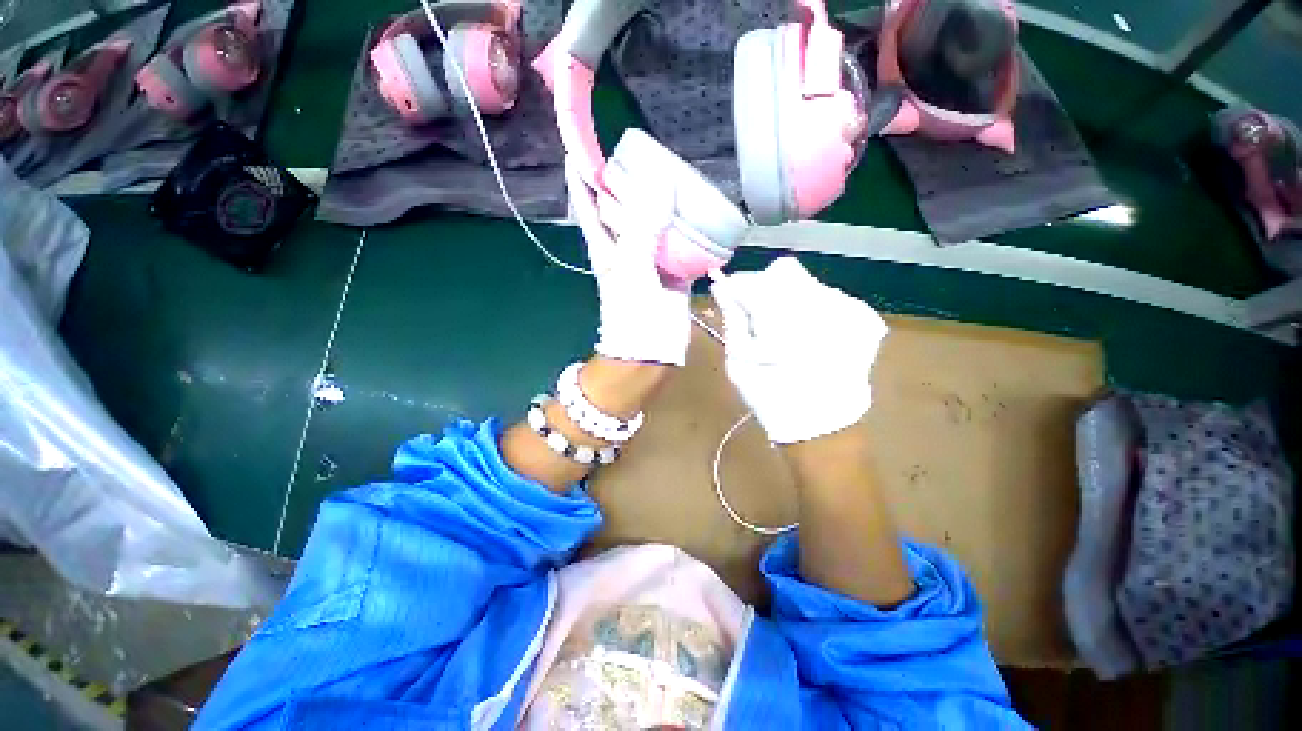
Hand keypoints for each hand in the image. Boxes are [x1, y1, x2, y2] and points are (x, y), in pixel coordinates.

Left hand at [566, 161, 690, 365]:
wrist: (653, 352)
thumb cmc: (634, 315)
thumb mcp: (632, 270)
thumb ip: (643, 230)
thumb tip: (658, 182)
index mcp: (607, 246)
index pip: (589, 204)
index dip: (582, 176)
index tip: (579, 146)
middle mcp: (626, 247)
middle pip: (623, 207)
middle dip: (627, 180)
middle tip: (641, 151)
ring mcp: (650, 258)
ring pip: (652, 221)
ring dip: (659, 199)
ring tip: (672, 170)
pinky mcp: (673, 269)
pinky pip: (678, 240)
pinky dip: (684, 225)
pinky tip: (695, 208)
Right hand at [709, 257, 887, 443]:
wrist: (822, 426)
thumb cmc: (770, 396)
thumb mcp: (738, 360)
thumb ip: (731, 317)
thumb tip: (720, 287)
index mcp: (780, 318)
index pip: (751, 280)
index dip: (737, 287)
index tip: (730, 300)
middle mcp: (819, 303)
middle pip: (783, 271)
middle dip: (765, 288)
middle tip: (760, 317)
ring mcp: (848, 308)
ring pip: (807, 283)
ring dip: (791, 299)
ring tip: (788, 332)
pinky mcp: (865, 317)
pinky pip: (830, 297)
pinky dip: (815, 309)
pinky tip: (812, 337)